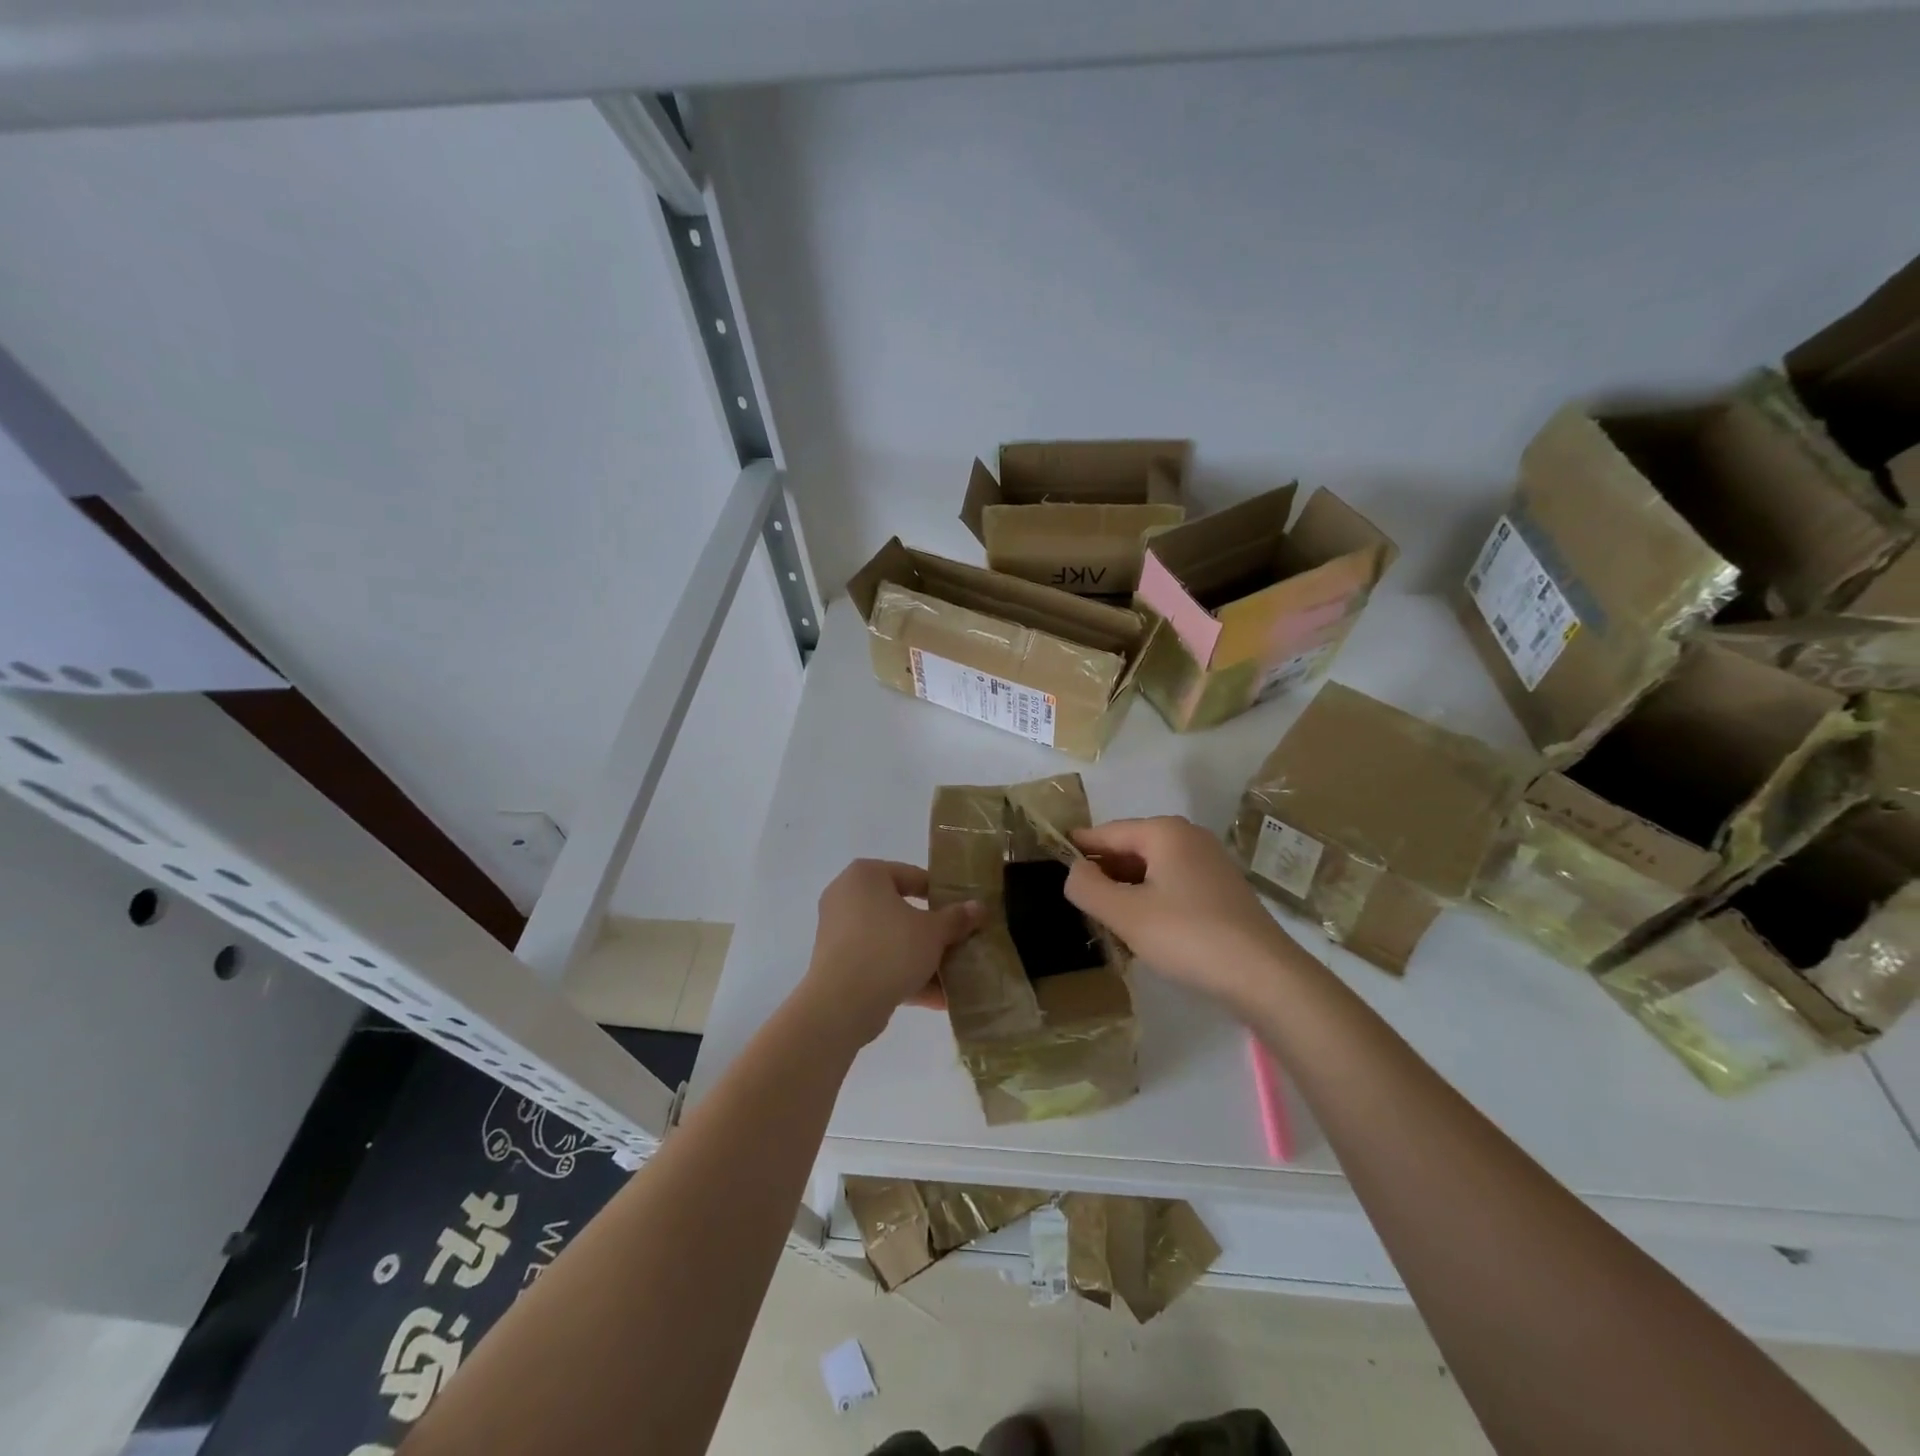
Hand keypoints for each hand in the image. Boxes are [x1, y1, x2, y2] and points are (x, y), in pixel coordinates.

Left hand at [802, 859, 982, 1046]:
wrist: (842, 1004)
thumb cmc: (889, 949)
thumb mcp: (933, 932)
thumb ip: (957, 918)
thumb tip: (979, 907)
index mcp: (865, 875)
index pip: (912, 876)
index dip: (941, 893)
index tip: (963, 911)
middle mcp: (847, 897)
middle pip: (901, 910)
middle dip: (932, 931)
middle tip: (960, 942)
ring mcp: (839, 933)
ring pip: (890, 941)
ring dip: (921, 958)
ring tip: (955, 975)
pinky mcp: (838, 965)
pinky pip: (878, 964)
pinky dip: (904, 976)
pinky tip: (938, 998)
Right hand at [1065, 816, 1312, 1014]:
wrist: (1265, 976)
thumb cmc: (1189, 936)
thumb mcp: (1126, 914)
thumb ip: (1088, 888)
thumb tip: (1072, 871)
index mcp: (1165, 832)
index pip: (1107, 833)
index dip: (1077, 847)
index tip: (1050, 860)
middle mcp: (1189, 838)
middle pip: (1130, 848)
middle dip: (1102, 871)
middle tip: (1074, 898)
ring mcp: (1209, 864)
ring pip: (1151, 869)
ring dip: (1125, 888)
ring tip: (1101, 915)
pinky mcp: (1221, 891)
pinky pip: (1172, 885)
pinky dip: (1150, 898)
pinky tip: (1140, 927)